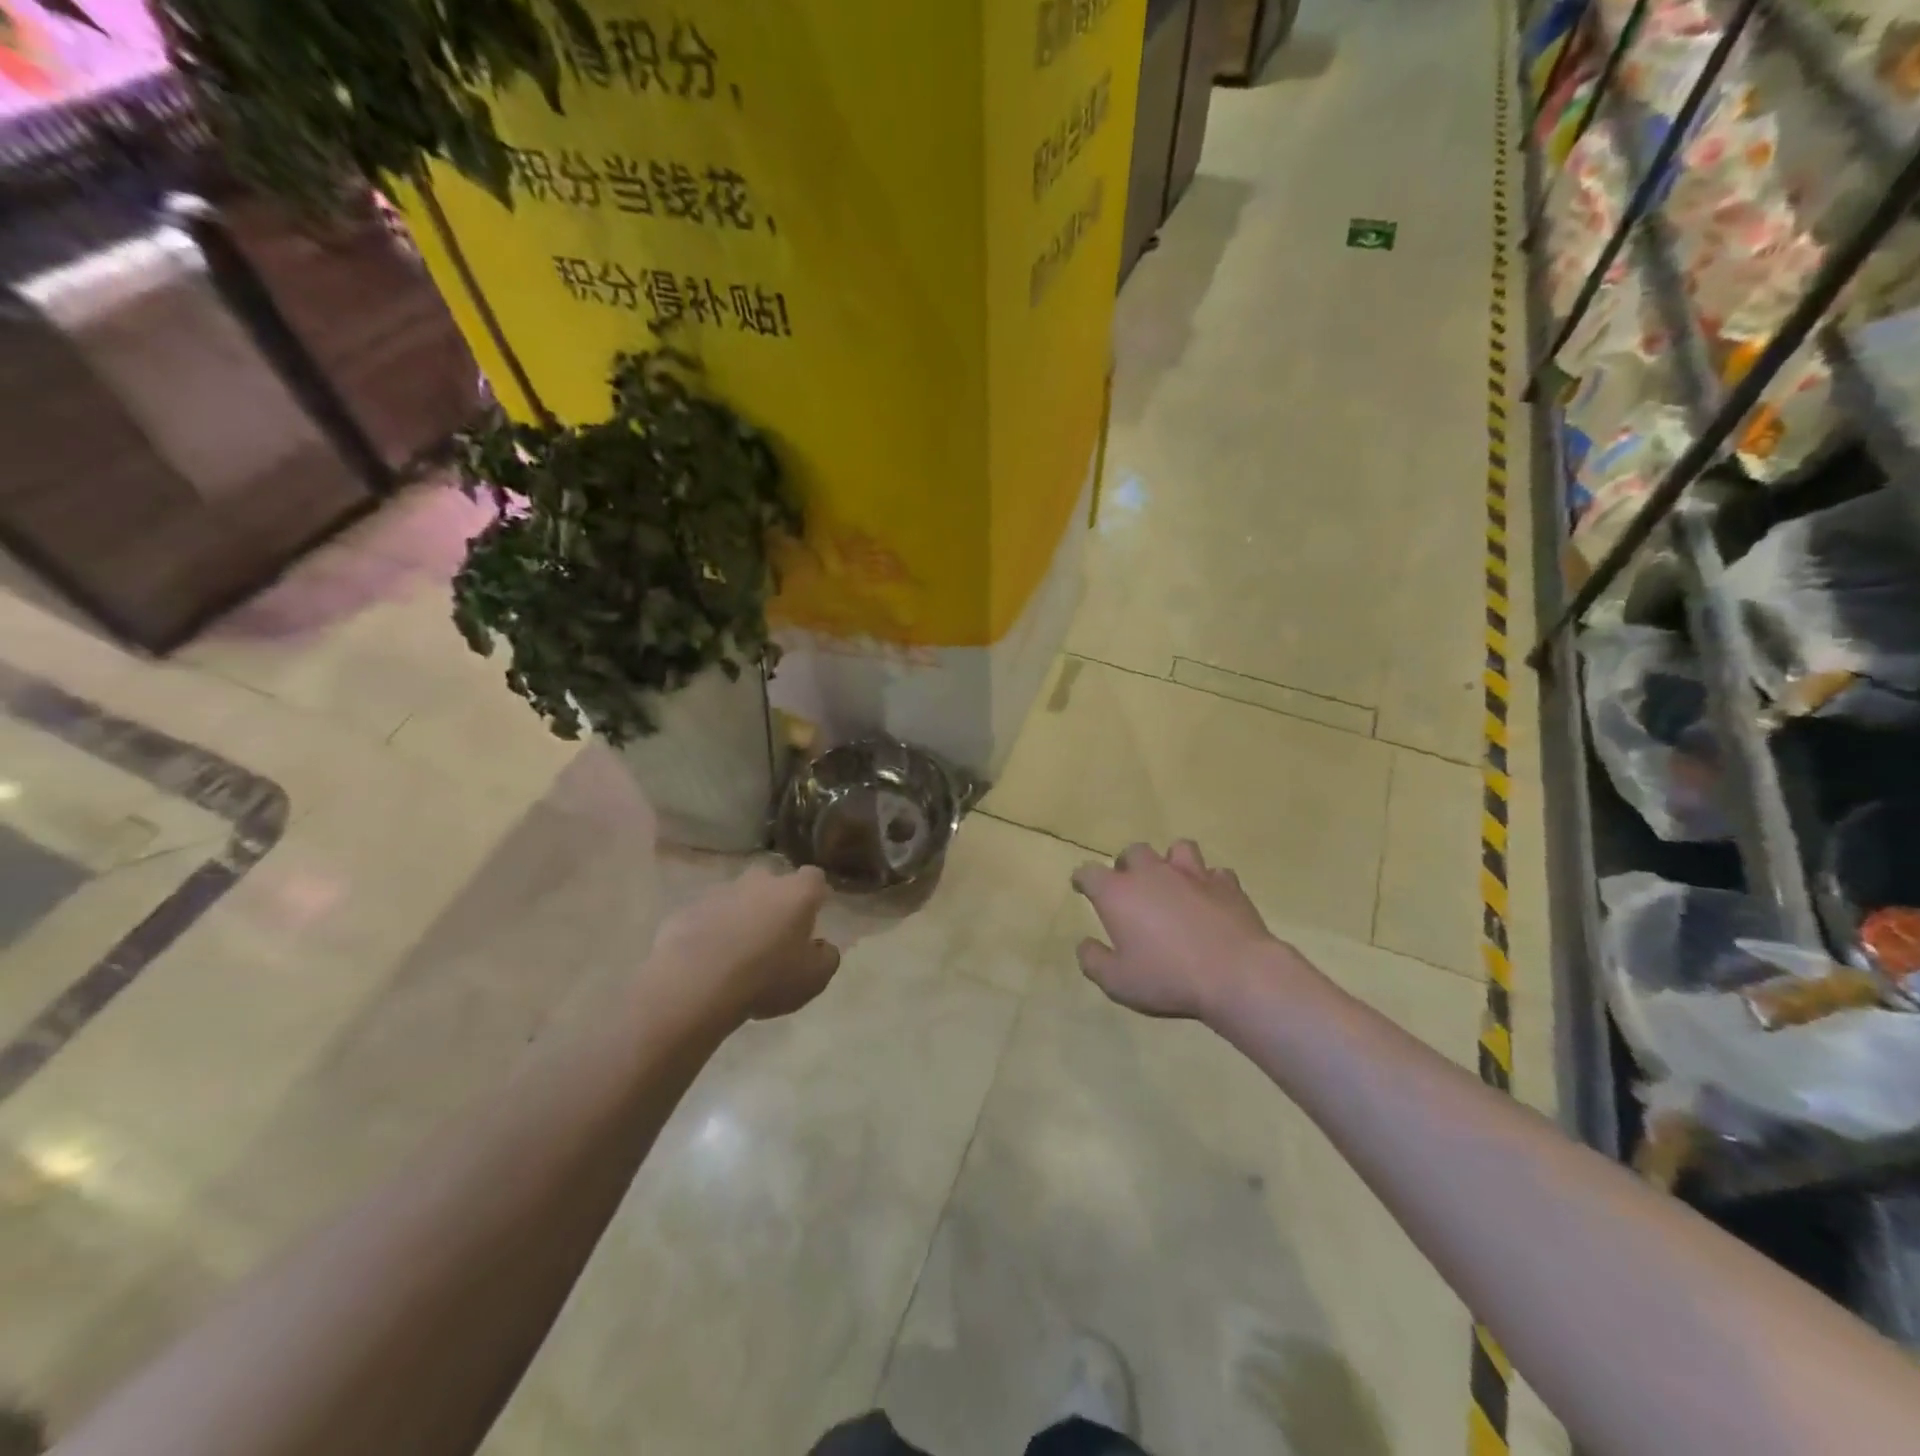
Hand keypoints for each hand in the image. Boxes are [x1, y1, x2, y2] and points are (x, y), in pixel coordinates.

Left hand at [647, 864, 841, 1025]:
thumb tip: (822, 947)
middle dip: (775, 900)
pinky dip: (711, 929)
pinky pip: (707, 915)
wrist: (695, 984)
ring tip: (737, 950)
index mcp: (797, 893)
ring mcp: (721, 892)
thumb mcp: (813, 979)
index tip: (814, 913)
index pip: (815, 878)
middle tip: (775, 932)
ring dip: (742, 915)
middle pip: (773, 881)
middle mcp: (761, 882)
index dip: (815, 894)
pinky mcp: (688, 909)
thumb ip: (826, 958)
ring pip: (738, 897)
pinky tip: (708, 958)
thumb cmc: (766, 978)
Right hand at [1072, 841, 1311, 1022]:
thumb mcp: (1117, 982)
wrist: (1236, 975)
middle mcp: (1152, 873)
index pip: (1089, 872)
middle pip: (1133, 851)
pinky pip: (1215, 873)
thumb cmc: (1168, 978)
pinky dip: (1209, 883)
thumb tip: (1085, 944)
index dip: (1082, 879)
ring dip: (1171, 862)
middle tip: (1130, 886)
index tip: (1082, 887)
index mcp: (1118, 893)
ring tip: (1172, 881)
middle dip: (1127, 865)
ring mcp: (1193, 874)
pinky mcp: (1227, 884)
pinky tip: (1210, 899)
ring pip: (1177, 849)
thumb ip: (1094, 961)